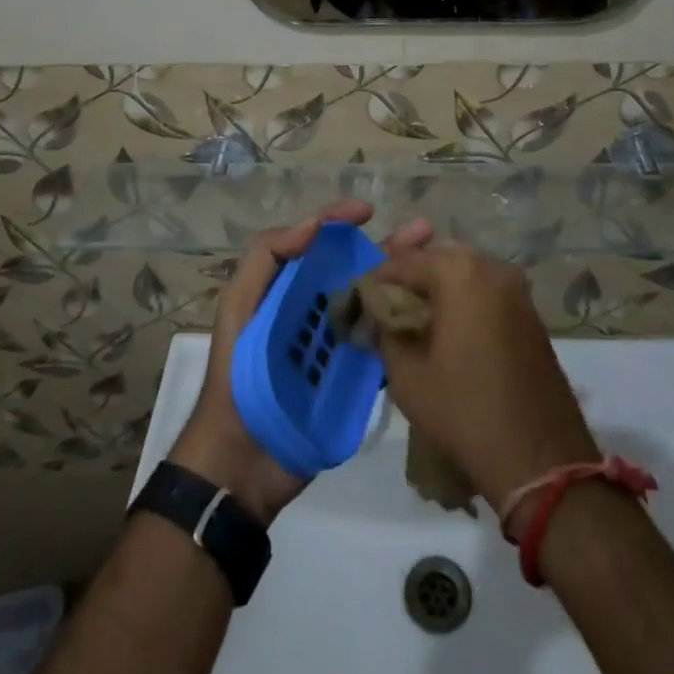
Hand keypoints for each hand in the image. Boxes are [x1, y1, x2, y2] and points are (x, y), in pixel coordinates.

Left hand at [171, 200, 433, 524]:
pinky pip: (383, 344)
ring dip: (403, 279)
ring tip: (436, 261)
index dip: (339, 220)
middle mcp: (314, 307)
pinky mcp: (352, 376)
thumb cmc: (237, 376)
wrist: (244, 462)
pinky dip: (404, 326)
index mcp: (286, 287)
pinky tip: (430, 313)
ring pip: (374, 300)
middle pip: (355, 267)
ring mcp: (336, 342)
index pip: (316, 242)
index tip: (368, 211)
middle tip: (425, 231)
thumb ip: (267, 259)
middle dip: (388, 246)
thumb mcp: (240, 308)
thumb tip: (312, 224)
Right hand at [369, 245, 598, 513]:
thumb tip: (377, 314)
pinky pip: (486, 288)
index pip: (404, 261)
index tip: (360, 302)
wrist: (539, 458)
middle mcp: (491, 267)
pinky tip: (449, 327)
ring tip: (416, 318)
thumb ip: (386, 332)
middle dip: (410, 275)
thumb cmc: (465, 412)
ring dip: (438, 285)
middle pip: (437, 256)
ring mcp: (516, 287)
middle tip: (388, 306)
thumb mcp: (407, 375)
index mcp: (459, 272)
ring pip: (464, 270)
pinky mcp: (529, 311)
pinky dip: (463, 297)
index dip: (378, 280)